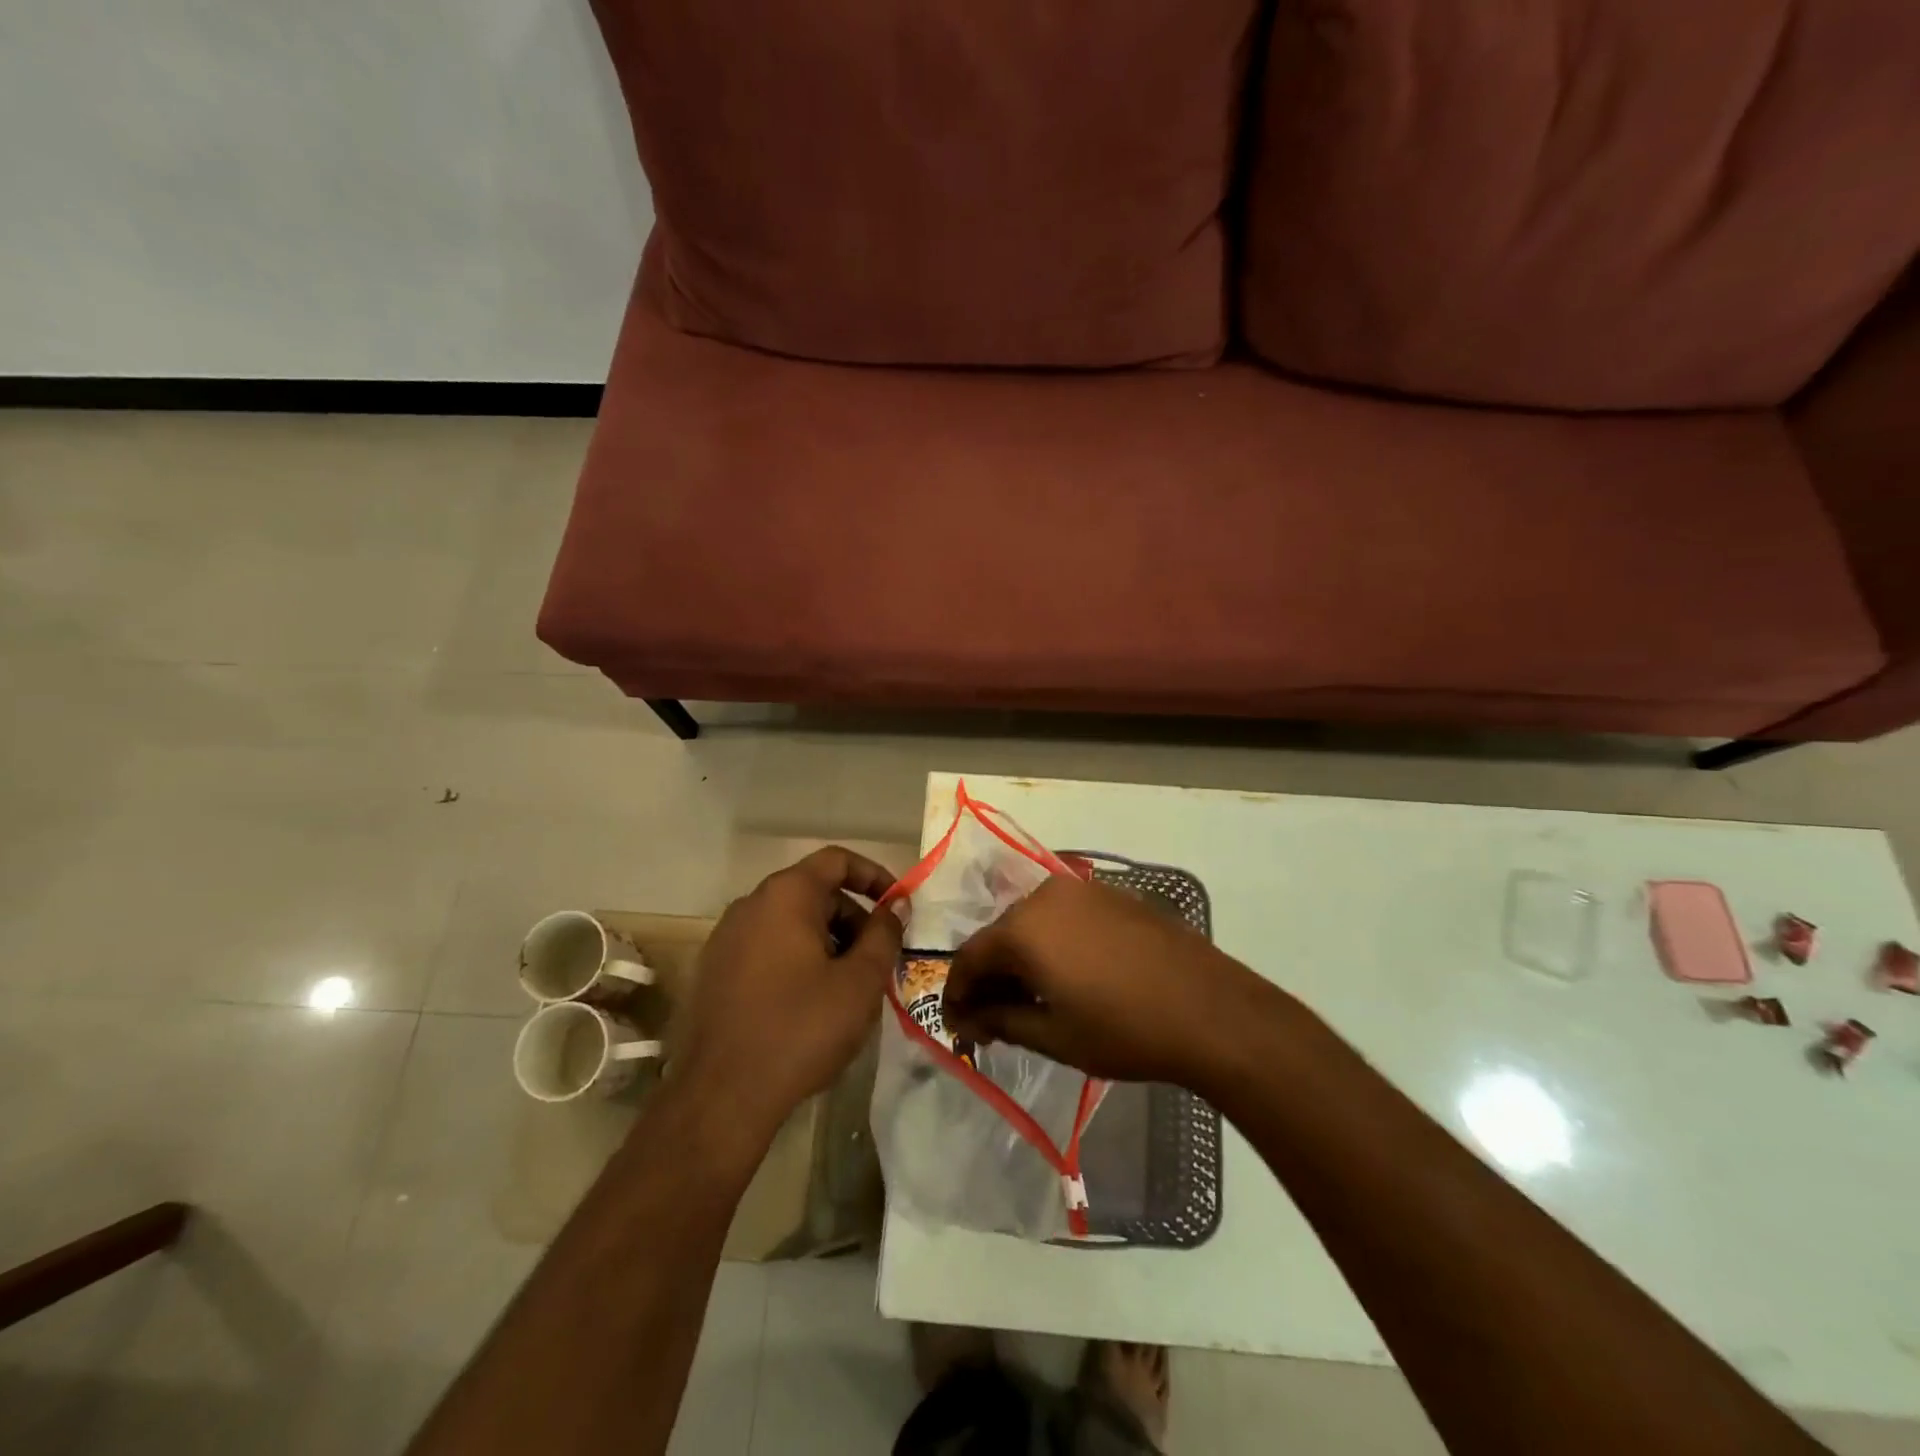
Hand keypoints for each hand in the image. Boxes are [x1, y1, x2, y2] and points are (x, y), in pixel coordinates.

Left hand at [671, 848, 902, 1148]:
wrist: (722, 1096)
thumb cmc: (800, 1028)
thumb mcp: (859, 982)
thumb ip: (884, 935)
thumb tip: (896, 908)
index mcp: (785, 895)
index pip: (836, 860)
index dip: (874, 876)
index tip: (898, 907)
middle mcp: (750, 905)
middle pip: (814, 892)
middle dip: (853, 918)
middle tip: (878, 958)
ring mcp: (726, 938)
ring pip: (790, 922)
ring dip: (827, 941)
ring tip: (848, 985)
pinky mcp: (714, 971)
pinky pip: (767, 947)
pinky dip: (797, 958)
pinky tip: (810, 1002)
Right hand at [943, 875, 1274, 1086]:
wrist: (1210, 1010)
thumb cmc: (1124, 1029)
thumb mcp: (1053, 1035)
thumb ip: (1001, 1021)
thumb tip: (968, 1019)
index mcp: (1023, 927)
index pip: (970, 957)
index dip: (958, 994)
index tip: (958, 1027)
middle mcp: (1046, 896)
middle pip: (1000, 936)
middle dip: (990, 977)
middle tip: (991, 1020)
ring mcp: (1083, 891)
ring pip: (1032, 924)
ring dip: (1022, 960)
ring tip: (1029, 1001)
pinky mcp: (1114, 896)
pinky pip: (1064, 918)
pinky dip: (1052, 945)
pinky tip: (1067, 976)